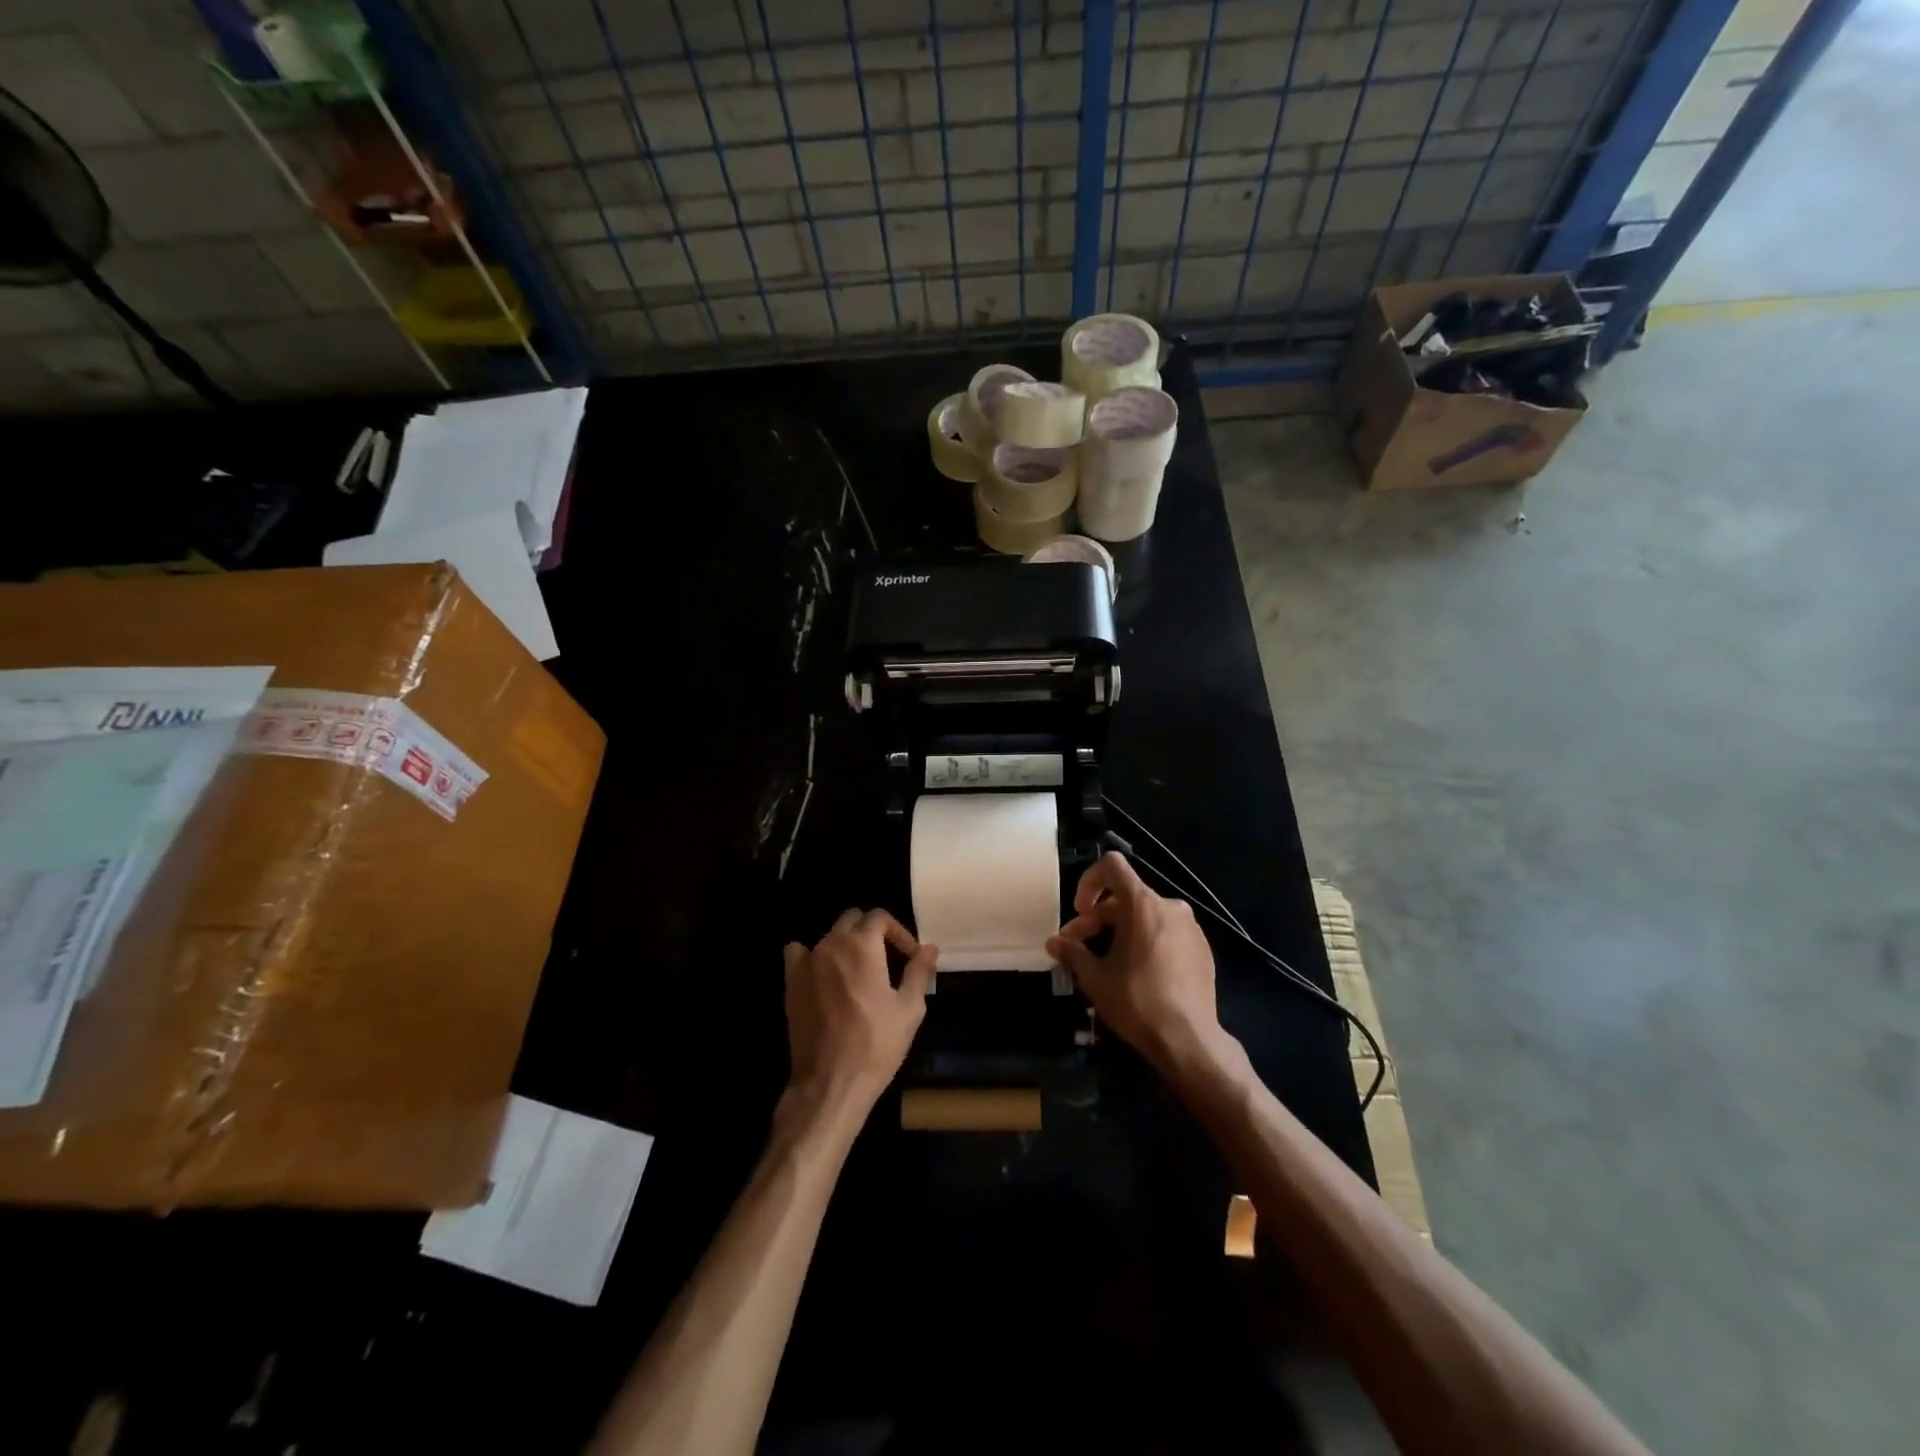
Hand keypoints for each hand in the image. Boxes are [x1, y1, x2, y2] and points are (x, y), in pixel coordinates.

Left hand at [783, 909, 936, 1116]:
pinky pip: (798, 953)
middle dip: (871, 932)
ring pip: (828, 936)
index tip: (910, 956)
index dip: (898, 932)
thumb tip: (929, 948)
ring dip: (845, 944)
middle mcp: (831, 944)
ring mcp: (807, 962)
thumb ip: (919, 971)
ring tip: (858, 970)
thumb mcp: (909, 1008)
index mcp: (862, 945)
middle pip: (852, 919)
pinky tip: (823, 974)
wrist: (831, 1082)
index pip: (879, 916)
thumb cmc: (877, 1044)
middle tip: (887, 959)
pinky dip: (812, 956)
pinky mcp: (791, 982)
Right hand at [1047, 852, 1232, 1075]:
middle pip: (1126, 897)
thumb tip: (1053, 943)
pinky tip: (1138, 972)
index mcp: (1142, 904)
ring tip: (1107, 961)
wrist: (1189, 1040)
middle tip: (1079, 947)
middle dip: (1098, 918)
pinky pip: (1166, 932)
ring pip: (1146, 915)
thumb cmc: (1137, 1002)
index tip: (1080, 912)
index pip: (1112, 866)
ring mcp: (1190, 927)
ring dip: (1121, 931)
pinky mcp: (1202, 948)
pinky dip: (1146, 941)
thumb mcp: (1096, 978)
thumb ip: (1073, 953)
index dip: (1089, 881)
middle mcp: (1169, 906)